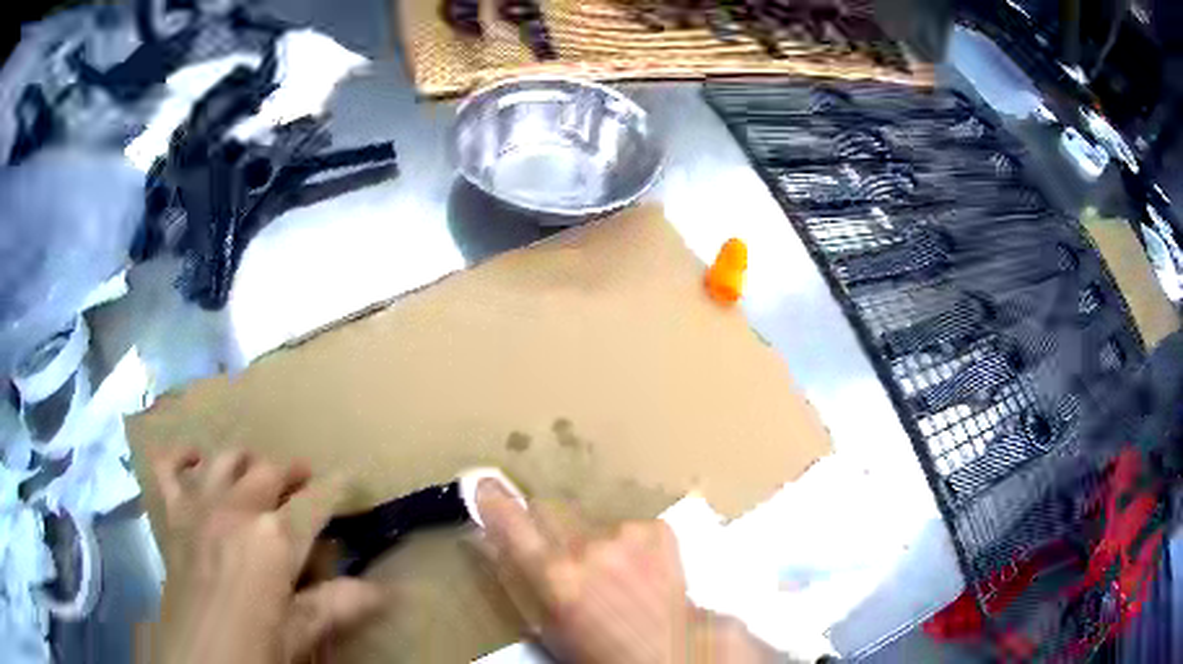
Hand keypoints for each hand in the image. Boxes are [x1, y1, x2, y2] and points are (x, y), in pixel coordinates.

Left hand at [148, 448, 383, 663]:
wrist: (198, 658)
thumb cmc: (255, 645)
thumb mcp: (301, 632)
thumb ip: (340, 604)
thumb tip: (388, 591)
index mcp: (274, 538)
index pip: (316, 501)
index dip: (338, 489)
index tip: (351, 482)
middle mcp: (237, 508)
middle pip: (270, 471)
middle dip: (293, 473)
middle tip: (306, 484)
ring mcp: (200, 506)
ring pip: (226, 459)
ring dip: (247, 461)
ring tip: (258, 475)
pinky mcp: (174, 514)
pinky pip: (169, 468)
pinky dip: (181, 456)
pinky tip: (195, 459)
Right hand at [475, 480, 779, 662]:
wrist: (671, 650)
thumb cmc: (598, 649)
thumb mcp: (547, 624)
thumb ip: (517, 578)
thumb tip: (491, 540)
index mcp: (555, 575)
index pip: (510, 521)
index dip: (493, 501)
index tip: (484, 485)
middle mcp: (588, 546)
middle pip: (549, 508)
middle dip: (545, 523)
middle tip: (559, 550)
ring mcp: (627, 534)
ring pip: (590, 519)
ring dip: (590, 537)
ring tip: (610, 570)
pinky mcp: (657, 529)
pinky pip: (627, 525)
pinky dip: (626, 542)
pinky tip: (640, 568)